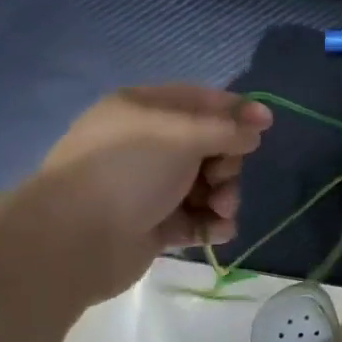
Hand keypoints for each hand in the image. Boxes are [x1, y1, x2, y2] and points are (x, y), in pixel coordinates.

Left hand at [35, 86, 272, 302]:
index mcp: (145, 110)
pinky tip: (219, 231)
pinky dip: (212, 223)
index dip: (235, 111)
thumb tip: (259, 125)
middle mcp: (148, 145)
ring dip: (224, 196)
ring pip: (206, 185)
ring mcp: (150, 187)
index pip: (200, 101)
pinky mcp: (154, 225)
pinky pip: (196, 218)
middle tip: (224, 178)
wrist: (75, 240)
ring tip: (221, 210)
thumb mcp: (182, 136)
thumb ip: (227, 129)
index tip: (266, 127)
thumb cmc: (128, 172)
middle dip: (228, 163)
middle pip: (209, 146)